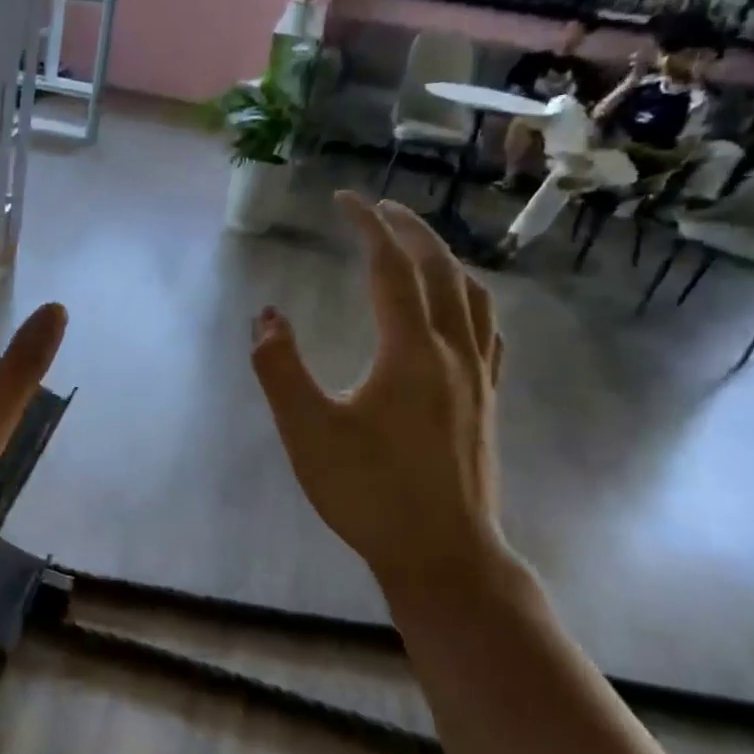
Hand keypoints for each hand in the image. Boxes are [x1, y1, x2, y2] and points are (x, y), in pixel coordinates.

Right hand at [250, 194, 507, 593]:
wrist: (442, 554)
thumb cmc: (368, 492)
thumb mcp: (307, 431)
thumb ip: (280, 368)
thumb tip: (266, 315)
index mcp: (410, 352)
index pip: (391, 268)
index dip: (368, 226)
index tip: (344, 199)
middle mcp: (453, 352)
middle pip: (440, 271)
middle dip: (410, 231)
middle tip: (378, 209)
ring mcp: (479, 378)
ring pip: (473, 297)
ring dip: (445, 259)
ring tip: (418, 248)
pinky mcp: (487, 402)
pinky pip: (487, 329)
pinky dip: (469, 299)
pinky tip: (458, 311)